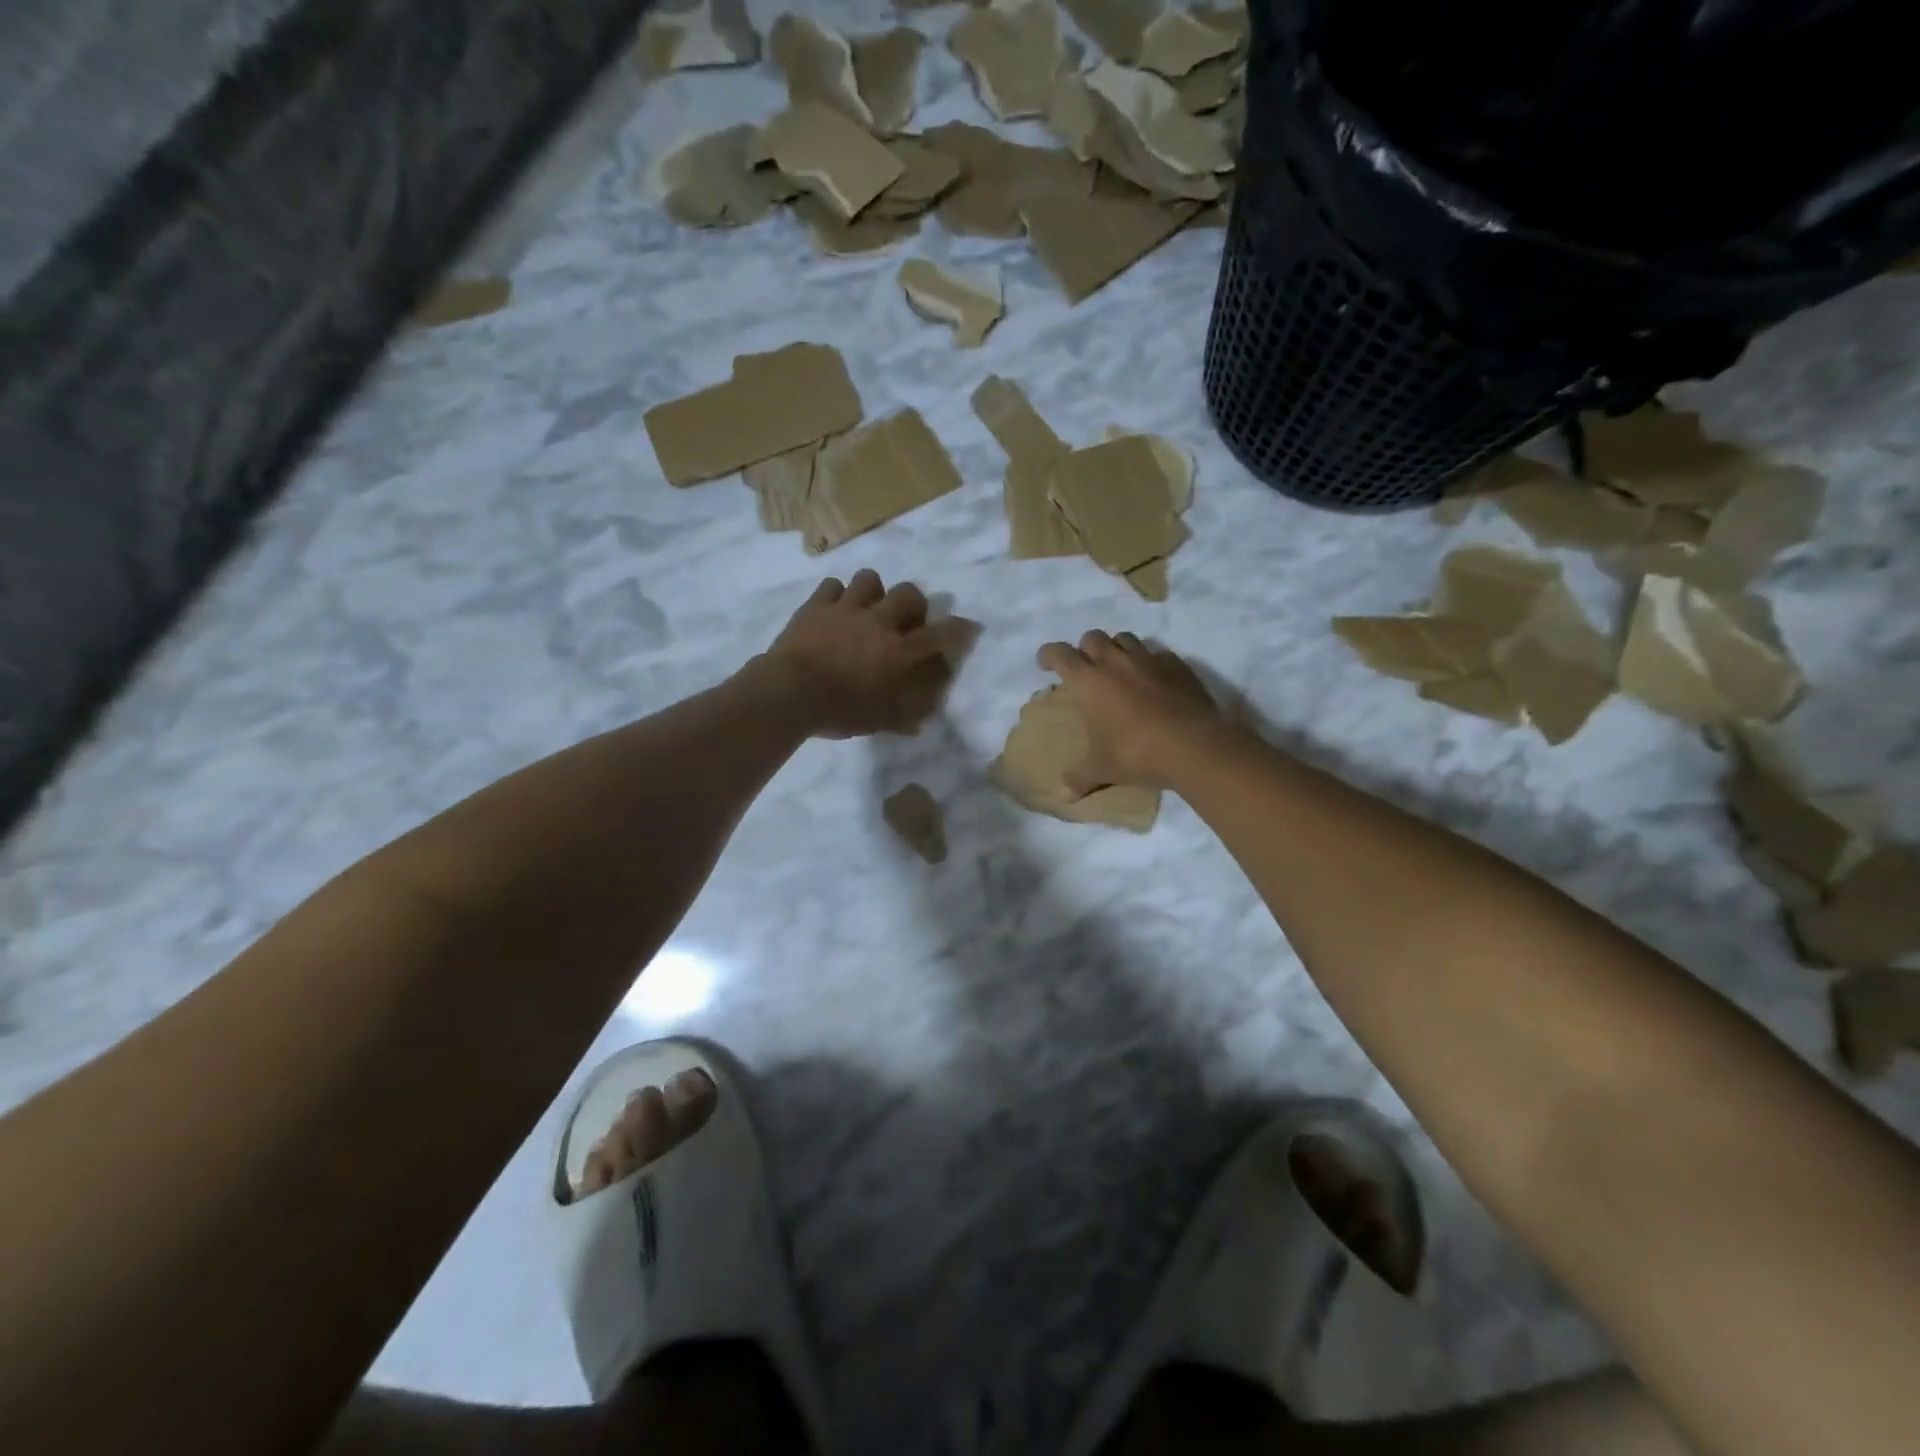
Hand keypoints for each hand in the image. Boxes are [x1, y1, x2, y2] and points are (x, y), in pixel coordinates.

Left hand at [759, 570, 953, 737]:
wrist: (789, 693)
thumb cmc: (839, 710)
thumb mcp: (879, 721)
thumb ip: (903, 718)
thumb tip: (920, 722)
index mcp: (899, 651)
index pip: (940, 634)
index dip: (959, 629)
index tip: (967, 627)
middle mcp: (878, 622)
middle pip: (908, 593)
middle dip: (914, 603)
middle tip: (906, 620)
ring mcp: (846, 609)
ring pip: (870, 579)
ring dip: (874, 592)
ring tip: (868, 608)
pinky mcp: (816, 606)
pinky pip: (832, 586)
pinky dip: (837, 596)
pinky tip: (835, 610)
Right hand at [1037, 631, 1231, 789]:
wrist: (1194, 746)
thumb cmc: (1136, 753)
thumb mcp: (1102, 769)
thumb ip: (1079, 778)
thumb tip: (1063, 795)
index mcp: (1090, 680)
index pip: (1060, 654)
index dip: (1048, 655)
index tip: (1046, 665)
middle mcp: (1117, 662)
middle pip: (1093, 637)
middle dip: (1084, 649)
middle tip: (1085, 670)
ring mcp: (1150, 660)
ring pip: (1126, 639)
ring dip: (1117, 649)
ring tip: (1119, 670)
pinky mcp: (1178, 666)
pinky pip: (1158, 654)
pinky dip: (1151, 663)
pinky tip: (1154, 681)